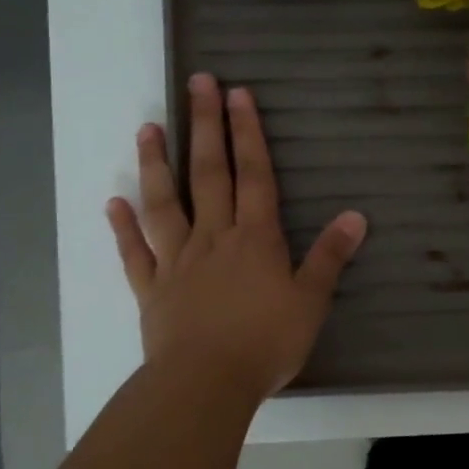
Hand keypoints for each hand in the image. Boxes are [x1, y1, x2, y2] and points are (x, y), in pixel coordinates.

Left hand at [106, 74, 367, 404]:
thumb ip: (330, 256)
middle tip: (196, 83)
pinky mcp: (152, 290)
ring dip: (156, 164)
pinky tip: (113, 203)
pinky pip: (135, 254)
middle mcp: (214, 238)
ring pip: (165, 203)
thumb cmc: (265, 342)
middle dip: (205, 126)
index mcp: (255, 238)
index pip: (253, 174)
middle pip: (209, 173)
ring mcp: (177, 261)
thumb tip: (356, 216)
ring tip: (148, 128)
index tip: (237, 94)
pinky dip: (123, 228)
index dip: (247, 133)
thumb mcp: (311, 301)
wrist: (206, 385)